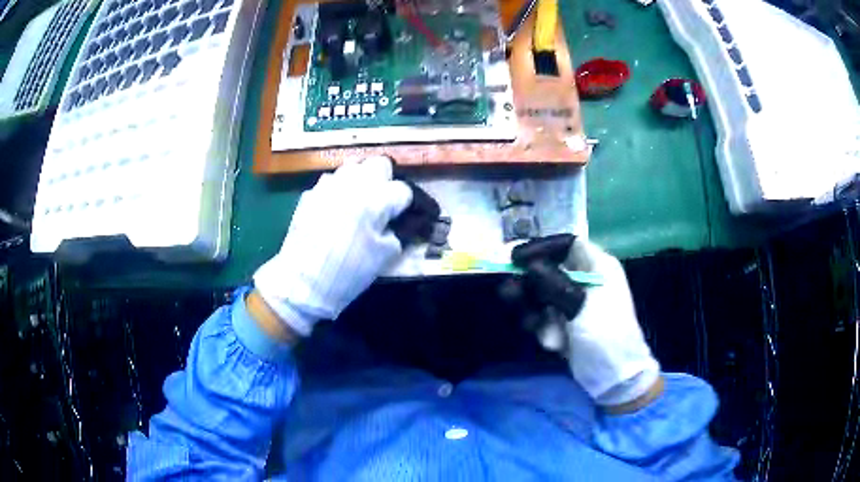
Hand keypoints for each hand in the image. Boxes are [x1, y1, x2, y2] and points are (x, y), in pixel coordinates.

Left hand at [253, 156, 412, 336]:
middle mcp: (353, 184)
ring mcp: (328, 185)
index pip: (402, 189)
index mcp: (375, 200)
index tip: (401, 216)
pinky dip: (338, 191)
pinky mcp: (310, 193)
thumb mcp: (385, 256)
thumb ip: (398, 232)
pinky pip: (331, 182)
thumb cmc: (349, 272)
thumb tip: (397, 222)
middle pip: (378, 164)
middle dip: (385, 180)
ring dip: (360, 181)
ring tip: (357, 203)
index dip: (405, 204)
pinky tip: (334, 211)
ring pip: (353, 167)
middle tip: (382, 202)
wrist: (303, 282)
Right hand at [509, 237, 661, 408]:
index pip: (568, 244)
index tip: (517, 257)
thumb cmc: (605, 334)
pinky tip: (553, 344)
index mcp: (599, 267)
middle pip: (550, 269)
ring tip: (531, 324)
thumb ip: (553, 282)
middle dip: (530, 284)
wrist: (614, 376)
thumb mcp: (580, 305)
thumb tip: (527, 262)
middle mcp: (587, 280)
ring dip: (536, 311)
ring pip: (544, 295)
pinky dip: (545, 329)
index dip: (543, 247)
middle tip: (509, 292)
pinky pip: (546, 317)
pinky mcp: (568, 324)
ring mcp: (577, 303)